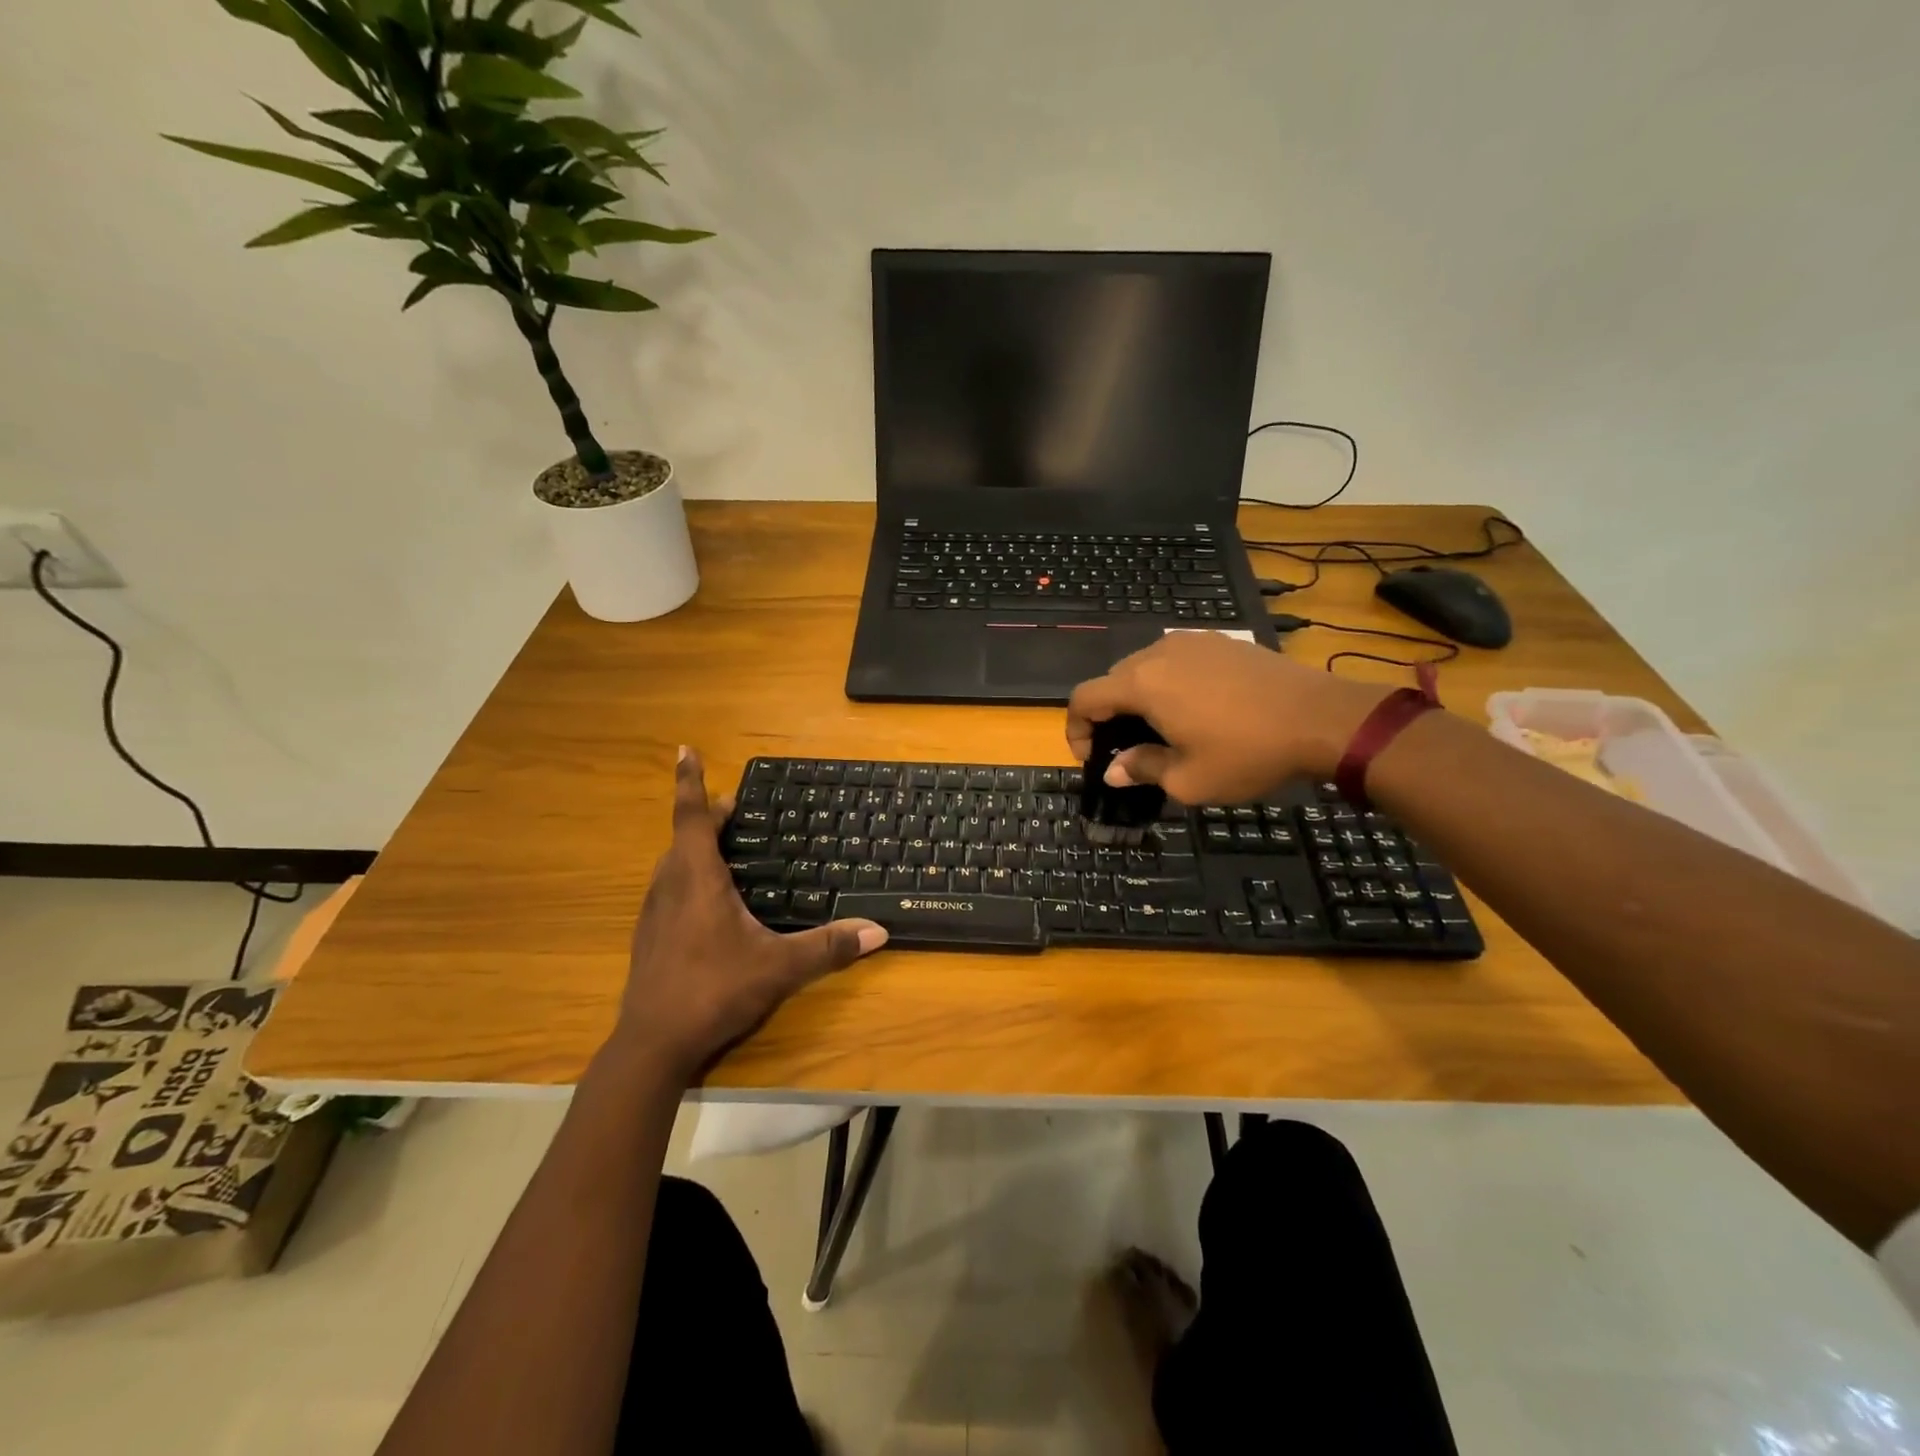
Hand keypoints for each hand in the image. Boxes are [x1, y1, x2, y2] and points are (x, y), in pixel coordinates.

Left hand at [613, 748, 887, 1079]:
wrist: (652, 1044)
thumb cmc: (713, 990)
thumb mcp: (779, 967)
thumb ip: (829, 947)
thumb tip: (878, 931)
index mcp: (696, 878)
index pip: (692, 816)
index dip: (689, 781)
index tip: (684, 749)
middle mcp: (669, 885)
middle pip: (685, 836)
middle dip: (708, 816)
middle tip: (737, 809)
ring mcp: (653, 912)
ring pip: (674, 863)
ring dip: (696, 846)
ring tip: (727, 847)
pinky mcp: (650, 936)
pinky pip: (669, 888)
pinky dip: (689, 875)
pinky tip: (711, 902)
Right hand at [1066, 633, 1387, 803]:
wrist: (1322, 718)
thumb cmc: (1248, 753)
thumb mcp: (1188, 779)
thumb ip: (1142, 769)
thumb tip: (1114, 770)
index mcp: (1142, 684)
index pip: (1084, 697)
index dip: (1076, 729)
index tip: (1093, 758)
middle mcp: (1159, 653)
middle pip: (1112, 680)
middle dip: (1108, 716)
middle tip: (1127, 750)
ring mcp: (1192, 642)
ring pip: (1144, 668)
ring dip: (1138, 698)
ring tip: (1161, 731)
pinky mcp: (1221, 642)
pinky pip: (1176, 661)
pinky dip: (1168, 684)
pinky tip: (1195, 710)